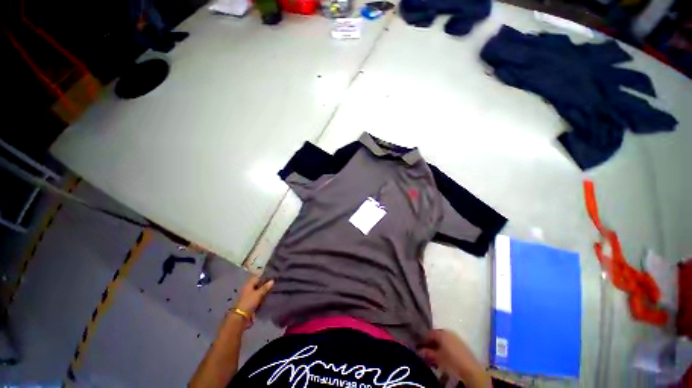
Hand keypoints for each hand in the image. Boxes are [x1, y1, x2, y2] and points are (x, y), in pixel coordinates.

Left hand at [234, 275, 273, 315]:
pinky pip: (258, 296)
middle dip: (265, 283)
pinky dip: (263, 295)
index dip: (264, 275)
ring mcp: (249, 295)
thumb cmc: (249, 303)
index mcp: (249, 284)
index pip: (257, 277)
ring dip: (265, 289)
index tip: (273, 274)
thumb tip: (272, 280)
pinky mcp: (251, 302)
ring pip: (259, 290)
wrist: (241, 317)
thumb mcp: (258, 294)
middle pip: (258, 283)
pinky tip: (269, 295)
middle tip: (275, 281)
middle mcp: (248, 288)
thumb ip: (265, 287)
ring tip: (274, 287)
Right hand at [419, 329, 490, 387]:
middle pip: (435, 335)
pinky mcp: (461, 343)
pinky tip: (444, 355)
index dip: (422, 340)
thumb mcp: (437, 357)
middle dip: (430, 343)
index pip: (427, 333)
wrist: (471, 369)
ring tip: (434, 355)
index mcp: (441, 332)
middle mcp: (447, 331)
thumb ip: (427, 353)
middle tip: (426, 352)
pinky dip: (444, 347)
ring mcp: (455, 336)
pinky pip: (449, 342)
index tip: (419, 347)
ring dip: (437, 346)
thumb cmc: (451, 361)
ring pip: (442, 339)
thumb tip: (419, 351)